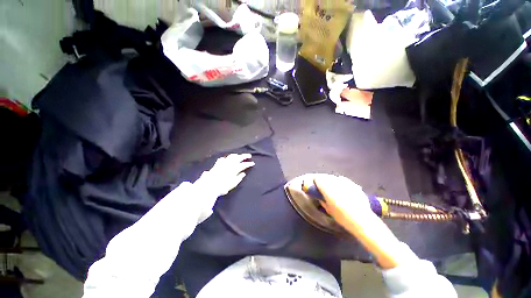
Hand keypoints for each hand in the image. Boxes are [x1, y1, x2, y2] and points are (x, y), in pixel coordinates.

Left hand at [201, 153, 254, 196]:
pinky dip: (227, 158)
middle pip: (239, 158)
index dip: (249, 164)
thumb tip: (243, 174)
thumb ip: (239, 178)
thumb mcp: (233, 184)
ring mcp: (223, 163)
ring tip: (239, 155)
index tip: (252, 163)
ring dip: (236, 155)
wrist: (210, 186)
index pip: (244, 165)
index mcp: (235, 169)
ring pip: (231, 156)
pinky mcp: (217, 164)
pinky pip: (223, 158)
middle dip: (245, 156)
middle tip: (249, 155)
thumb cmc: (222, 186)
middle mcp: (230, 164)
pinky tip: (227, 158)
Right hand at [313, 174, 372, 227]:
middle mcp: (334, 181)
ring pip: (335, 178)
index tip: (315, 187)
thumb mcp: (328, 209)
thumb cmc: (341, 215)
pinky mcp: (354, 184)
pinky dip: (342, 184)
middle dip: (324, 181)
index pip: (317, 179)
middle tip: (324, 188)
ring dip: (333, 182)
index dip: (315, 182)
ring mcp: (345, 182)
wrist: (361, 219)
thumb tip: (321, 198)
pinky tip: (345, 190)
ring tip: (335, 189)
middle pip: (326, 177)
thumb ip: (323, 201)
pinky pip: (345, 181)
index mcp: (326, 186)